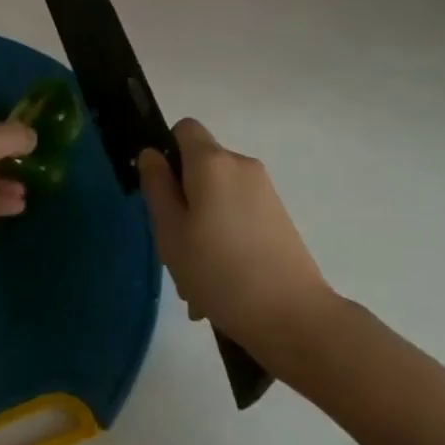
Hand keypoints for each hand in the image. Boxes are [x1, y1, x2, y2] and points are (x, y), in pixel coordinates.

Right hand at [138, 119, 333, 355]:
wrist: (293, 316)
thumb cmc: (220, 270)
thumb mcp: (171, 232)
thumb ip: (157, 186)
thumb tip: (151, 154)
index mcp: (212, 161)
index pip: (184, 128)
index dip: (167, 152)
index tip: (161, 193)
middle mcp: (241, 165)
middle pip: (200, 167)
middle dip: (182, 200)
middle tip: (173, 247)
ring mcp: (265, 192)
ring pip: (218, 197)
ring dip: (201, 226)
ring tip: (196, 280)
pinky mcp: (279, 218)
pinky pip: (238, 215)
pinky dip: (224, 238)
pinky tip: (219, 284)